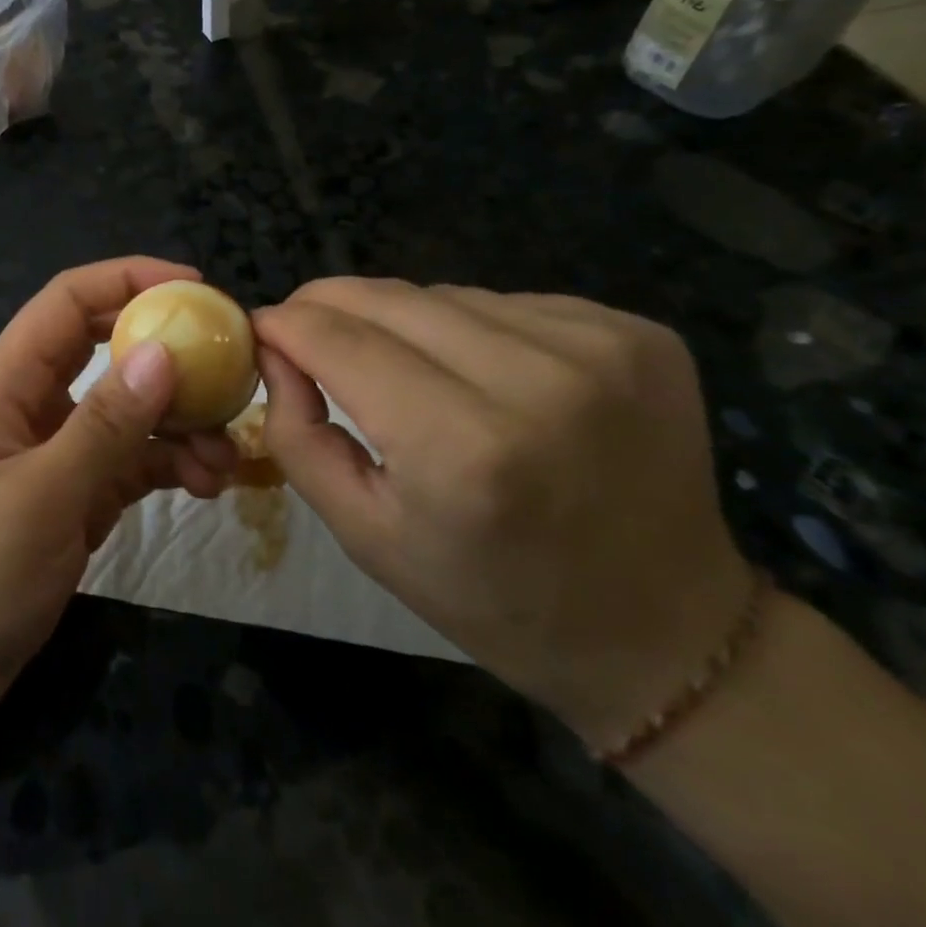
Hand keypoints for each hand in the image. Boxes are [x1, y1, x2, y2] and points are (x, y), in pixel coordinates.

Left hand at [0, 258, 238, 733]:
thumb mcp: (40, 497)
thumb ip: (104, 425)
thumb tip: (163, 351)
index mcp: (8, 381)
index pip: (69, 301)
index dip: (129, 279)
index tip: (196, 289)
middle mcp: (35, 402)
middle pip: (108, 347)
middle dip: (169, 351)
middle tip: (230, 364)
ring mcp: (59, 448)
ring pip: (131, 408)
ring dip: (181, 422)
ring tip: (226, 455)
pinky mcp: (78, 492)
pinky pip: (134, 459)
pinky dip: (171, 464)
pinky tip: (207, 485)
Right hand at [255, 279, 751, 747]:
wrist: (665, 632)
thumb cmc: (492, 598)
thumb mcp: (364, 534)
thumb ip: (296, 434)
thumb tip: (275, 349)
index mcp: (464, 450)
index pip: (338, 341)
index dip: (285, 324)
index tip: (260, 328)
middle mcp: (538, 381)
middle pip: (387, 298)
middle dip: (329, 306)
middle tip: (307, 334)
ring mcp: (599, 346)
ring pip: (443, 294)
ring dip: (402, 321)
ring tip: (405, 369)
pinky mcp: (636, 332)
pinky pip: (505, 303)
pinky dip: (470, 329)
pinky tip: (483, 377)